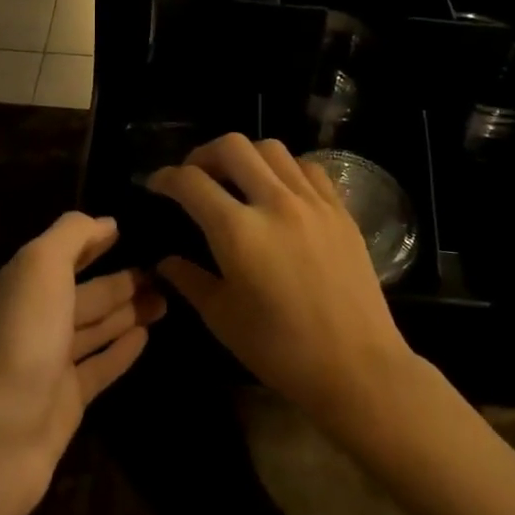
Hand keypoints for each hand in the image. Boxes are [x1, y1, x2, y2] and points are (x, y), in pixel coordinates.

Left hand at [0, 212, 163, 514]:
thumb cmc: (22, 336)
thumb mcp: (42, 266)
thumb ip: (72, 236)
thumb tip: (106, 222)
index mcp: (29, 283)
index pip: (67, 253)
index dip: (94, 241)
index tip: (129, 230)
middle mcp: (39, 318)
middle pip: (88, 293)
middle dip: (123, 280)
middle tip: (166, 271)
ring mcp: (52, 363)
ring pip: (97, 328)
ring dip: (129, 312)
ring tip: (166, 299)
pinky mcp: (68, 402)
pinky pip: (101, 367)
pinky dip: (122, 350)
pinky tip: (147, 337)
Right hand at [150, 134, 417, 440]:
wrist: (357, 368)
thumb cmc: (282, 351)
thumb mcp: (223, 319)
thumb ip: (189, 280)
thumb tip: (164, 260)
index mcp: (238, 232)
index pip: (191, 182)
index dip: (166, 178)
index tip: (156, 185)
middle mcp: (274, 203)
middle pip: (232, 146)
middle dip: (203, 153)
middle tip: (195, 175)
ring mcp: (312, 201)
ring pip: (271, 148)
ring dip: (245, 155)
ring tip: (237, 177)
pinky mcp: (339, 209)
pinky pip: (307, 167)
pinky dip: (285, 167)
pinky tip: (280, 188)